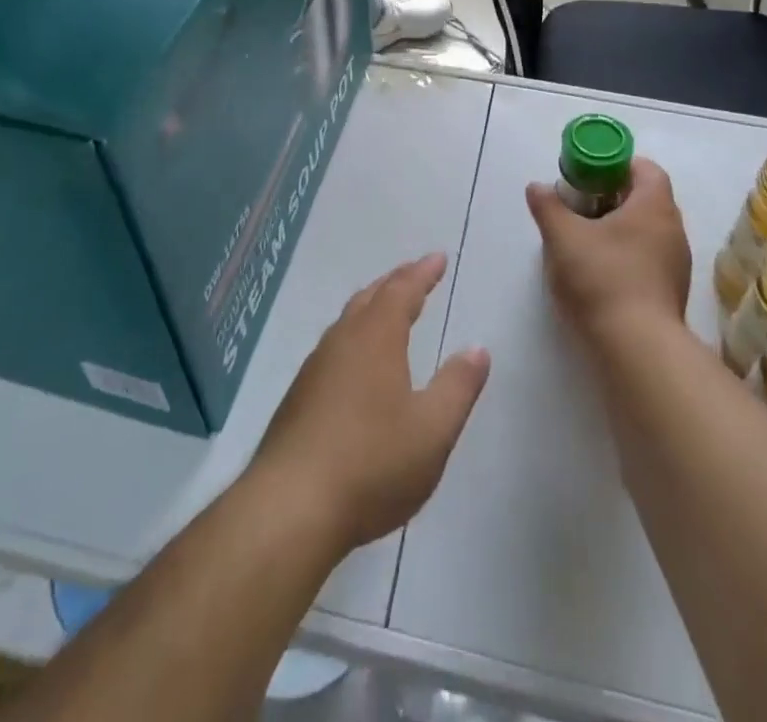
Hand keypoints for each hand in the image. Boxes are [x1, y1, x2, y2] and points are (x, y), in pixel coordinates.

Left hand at [249, 254, 490, 555]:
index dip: (422, 272)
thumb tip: (477, 349)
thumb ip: (458, 387)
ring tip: (388, 311)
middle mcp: (342, 341)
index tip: (438, 258)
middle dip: (396, 283)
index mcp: (376, 338)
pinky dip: (355, 337)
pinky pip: (334, 348)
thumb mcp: (432, 430)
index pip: (402, 290)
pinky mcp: (298, 398)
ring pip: (348, 322)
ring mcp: (315, 369)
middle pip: (371, 298)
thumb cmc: (371, 463)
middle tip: (416, 275)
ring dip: (372, 308)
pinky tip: (357, 364)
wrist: (289, 508)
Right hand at [526, 158, 690, 345]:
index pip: (645, 168)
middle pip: (646, 199)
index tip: (589, 174)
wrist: (637, 348)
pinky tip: (599, 272)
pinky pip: (649, 258)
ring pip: (647, 231)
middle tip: (579, 204)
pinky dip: (626, 255)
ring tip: (585, 239)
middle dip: (612, 197)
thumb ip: (548, 206)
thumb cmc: (602, 278)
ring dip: (619, 228)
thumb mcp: (563, 237)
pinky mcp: (671, 292)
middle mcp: (673, 229)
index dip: (617, 164)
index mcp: (654, 206)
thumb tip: (537, 186)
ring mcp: (676, 263)